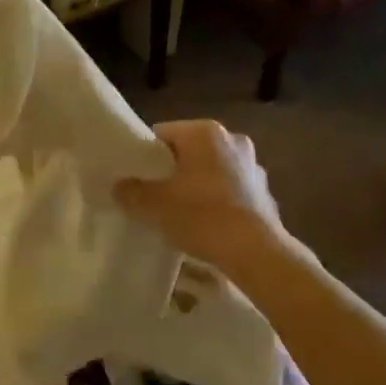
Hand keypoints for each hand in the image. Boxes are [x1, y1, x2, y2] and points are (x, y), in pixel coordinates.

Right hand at [115, 120, 288, 277]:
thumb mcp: (154, 205)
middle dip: (173, 171)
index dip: (146, 156)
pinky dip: (219, 202)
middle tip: (156, 197)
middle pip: (189, 151)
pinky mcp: (265, 192)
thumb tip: (120, 186)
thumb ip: (131, 191)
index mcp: (204, 131)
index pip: (163, 134)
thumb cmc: (202, 215)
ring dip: (198, 186)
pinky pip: (232, 191)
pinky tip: (209, 226)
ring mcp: (253, 165)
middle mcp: (232, 139)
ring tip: (183, 214)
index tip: (137, 180)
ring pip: (212, 171)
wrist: (255, 252)